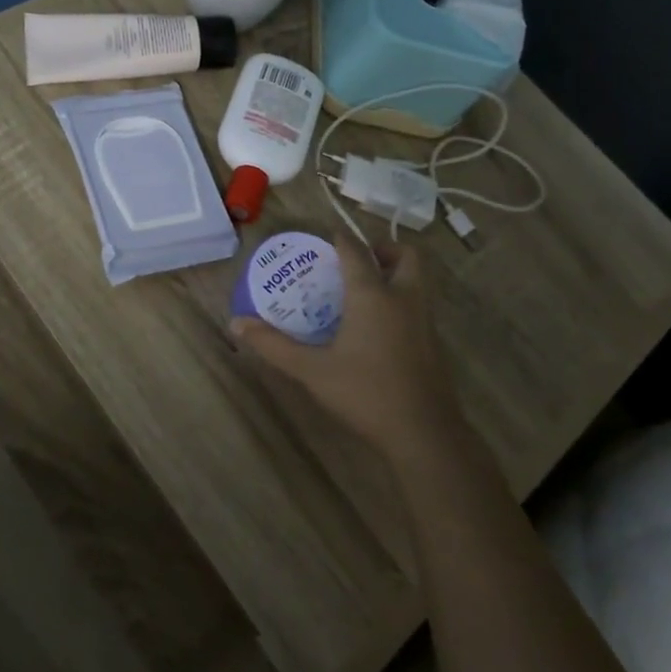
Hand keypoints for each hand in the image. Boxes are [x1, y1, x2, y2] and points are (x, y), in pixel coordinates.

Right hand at [230, 237, 466, 466]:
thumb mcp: (312, 370)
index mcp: (372, 295)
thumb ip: (274, 345)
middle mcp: (403, 298)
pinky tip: (376, 327)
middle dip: (383, 250)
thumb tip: (237, 324)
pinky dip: (401, 300)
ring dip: (395, 274)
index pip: (356, 251)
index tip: (325, 237)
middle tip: (356, 263)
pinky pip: (418, 305)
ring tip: (362, 292)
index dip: (341, 239)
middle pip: (405, 256)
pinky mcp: (433, 343)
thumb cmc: (365, 393)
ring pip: (417, 281)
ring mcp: (424, 321)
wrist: (423, 434)